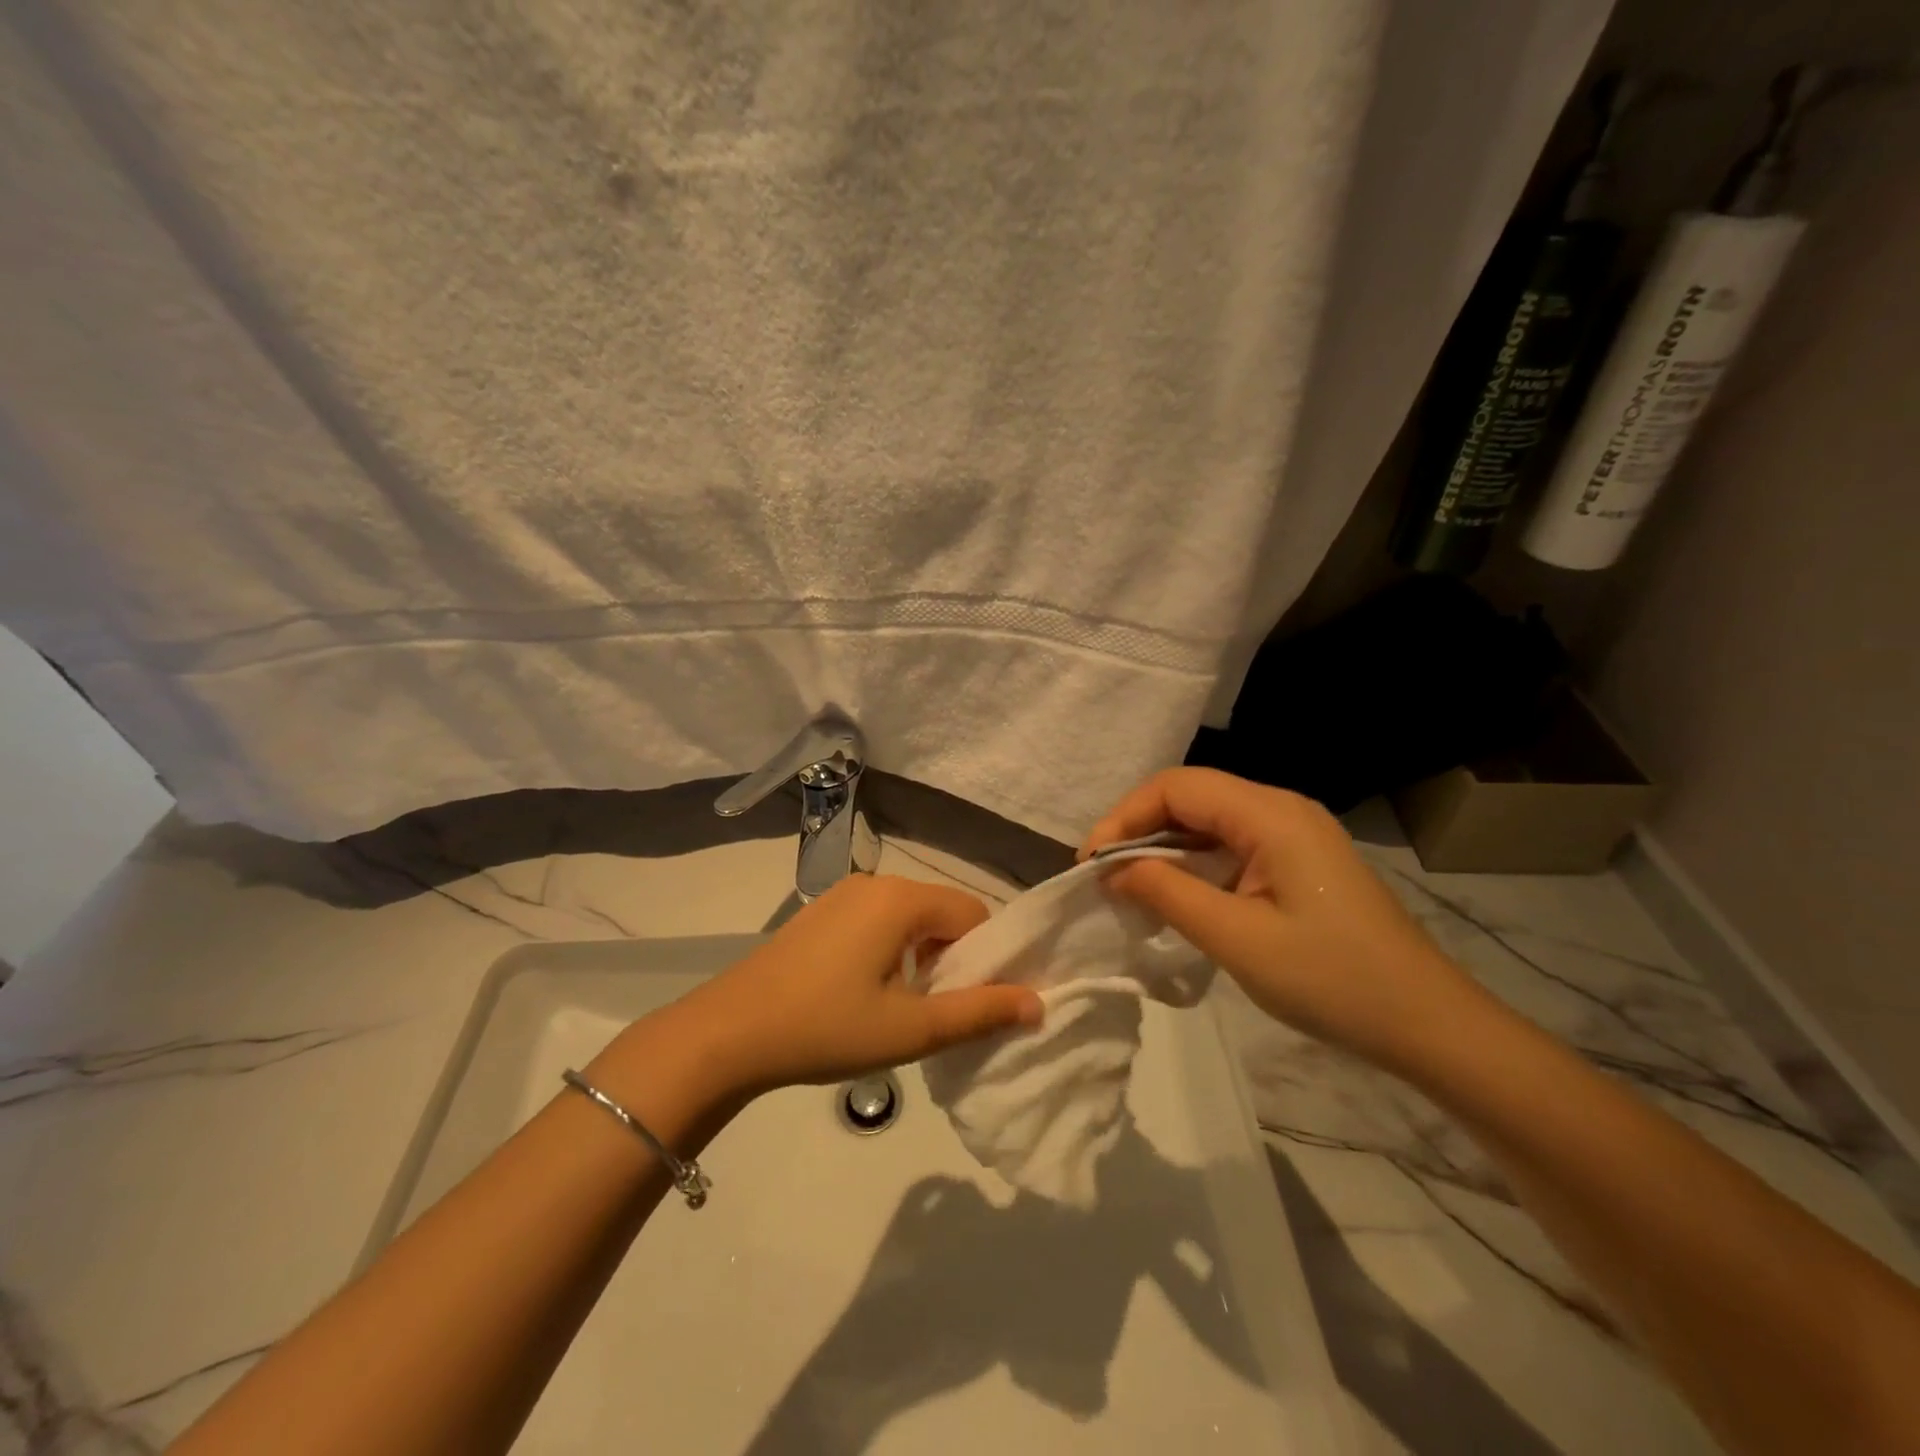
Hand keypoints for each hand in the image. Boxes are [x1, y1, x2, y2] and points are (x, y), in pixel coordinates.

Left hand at [656, 875, 1042, 1099]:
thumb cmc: (826, 1028)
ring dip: (921, 957)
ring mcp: (843, 895)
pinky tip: (866, 993)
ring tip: (902, 1009)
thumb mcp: (911, 1029)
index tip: (975, 1004)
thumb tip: (1037, 1003)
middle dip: (953, 959)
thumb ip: (979, 1013)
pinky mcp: (820, 913)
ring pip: (909, 918)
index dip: (986, 959)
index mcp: (901, 899)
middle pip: (942, 913)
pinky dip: (890, 951)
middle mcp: (876, 883)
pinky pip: (877, 922)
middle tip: (937, 1013)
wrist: (728, 1033)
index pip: (973, 914)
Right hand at [1082, 768, 1490, 1072]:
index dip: (1125, 816)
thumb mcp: (1237, 939)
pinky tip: (1175, 896)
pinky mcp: (1298, 861)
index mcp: (1270, 814)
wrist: (1427, 1024)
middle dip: (1139, 829)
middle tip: (1104, 876)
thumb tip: (1112, 869)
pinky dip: (1193, 864)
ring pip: (1208, 821)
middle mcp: (1281, 809)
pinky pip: (1230, 845)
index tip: (1091, 864)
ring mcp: (1294, 834)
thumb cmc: (1332, 980)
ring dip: (1164, 848)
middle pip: (1191, 796)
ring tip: (1130, 888)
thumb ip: (1166, 893)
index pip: (1177, 787)